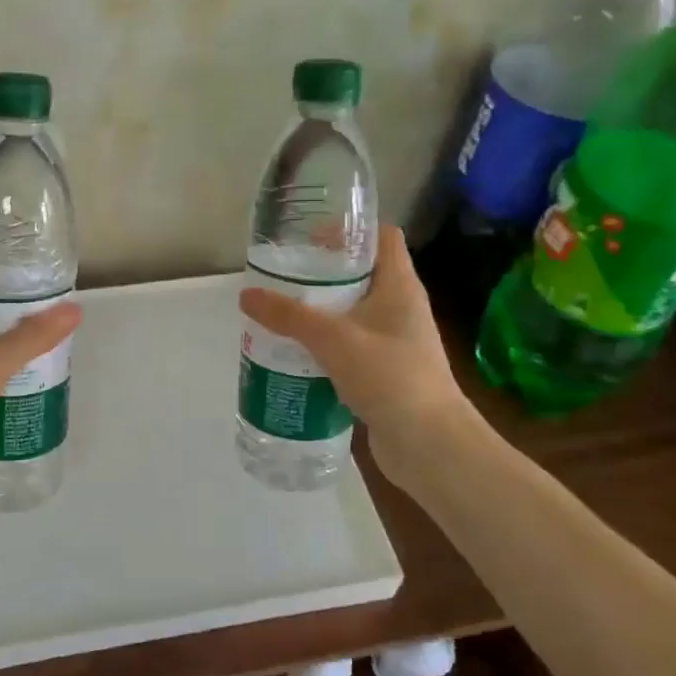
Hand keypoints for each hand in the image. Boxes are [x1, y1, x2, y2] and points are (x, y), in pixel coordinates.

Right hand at [239, 227, 486, 486]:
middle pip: (362, 275)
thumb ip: (289, 316)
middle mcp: (401, 308)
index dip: (351, 230)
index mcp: (399, 286)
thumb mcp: (333, 339)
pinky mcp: (384, 372)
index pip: (383, 238)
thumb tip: (247, 295)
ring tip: (280, 313)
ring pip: (352, 314)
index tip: (311, 236)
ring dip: (320, 313)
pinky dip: (325, 346)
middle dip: (323, 274)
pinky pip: (350, 348)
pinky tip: (294, 354)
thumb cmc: (390, 376)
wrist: (429, 444)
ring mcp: (394, 342)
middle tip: (283, 276)